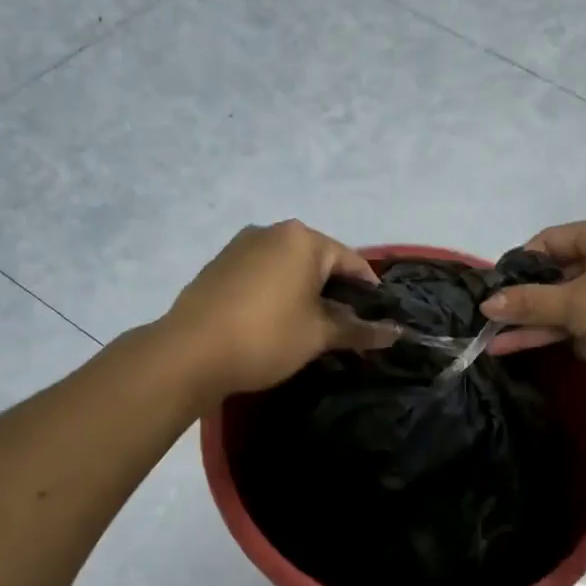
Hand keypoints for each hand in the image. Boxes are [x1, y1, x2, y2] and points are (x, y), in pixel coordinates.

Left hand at [163, 221, 398, 404]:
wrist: (189, 353)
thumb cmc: (266, 337)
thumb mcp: (318, 335)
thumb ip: (359, 330)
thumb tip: (396, 332)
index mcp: (302, 239)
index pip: (351, 262)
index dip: (369, 291)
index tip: (379, 318)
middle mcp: (271, 232)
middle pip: (318, 262)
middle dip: (335, 293)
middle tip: (346, 328)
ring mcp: (240, 247)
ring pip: (287, 269)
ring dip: (304, 294)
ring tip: (312, 328)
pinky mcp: (219, 266)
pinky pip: (262, 276)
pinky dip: (277, 294)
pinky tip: (276, 323)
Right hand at [480, 215, 585, 407]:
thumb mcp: (580, 304)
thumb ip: (531, 302)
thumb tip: (487, 302)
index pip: (551, 241)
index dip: (519, 264)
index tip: (492, 290)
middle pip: (558, 276)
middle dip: (525, 302)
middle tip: (488, 322)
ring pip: (571, 307)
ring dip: (538, 325)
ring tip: (496, 344)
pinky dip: (566, 338)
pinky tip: (530, 350)